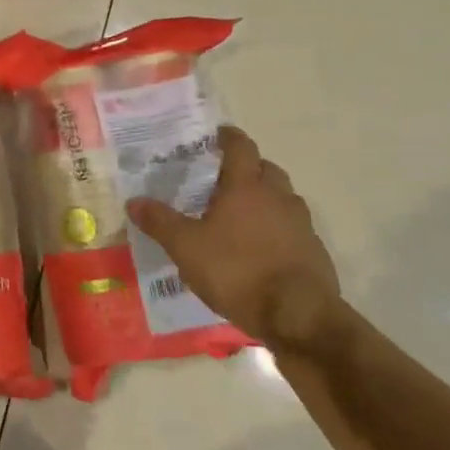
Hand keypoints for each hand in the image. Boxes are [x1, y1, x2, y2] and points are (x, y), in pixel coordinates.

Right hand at [127, 127, 341, 351]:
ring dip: (266, 197)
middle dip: (249, 167)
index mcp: (246, 188)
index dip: (229, 137)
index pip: (241, 148)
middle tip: (225, 176)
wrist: (298, 315)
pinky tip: (261, 248)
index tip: (219, 133)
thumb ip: (160, 222)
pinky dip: (278, 228)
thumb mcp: (185, 247)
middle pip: (267, 169)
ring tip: (242, 213)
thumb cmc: (236, 271)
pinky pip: (293, 227)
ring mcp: (301, 224)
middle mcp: (277, 197)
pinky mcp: (314, 251)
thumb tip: (134, 201)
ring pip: (283, 198)